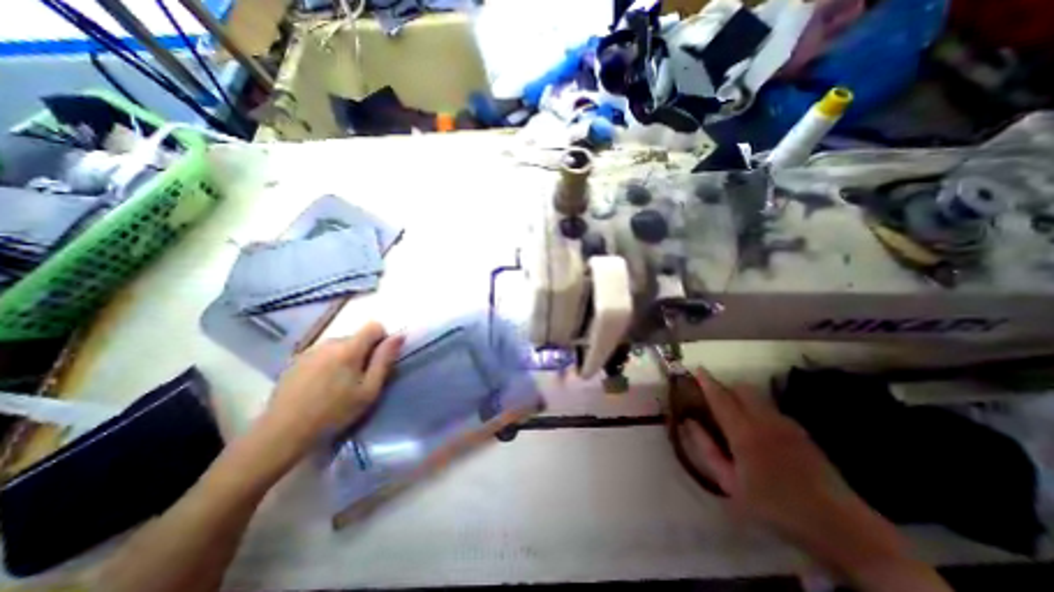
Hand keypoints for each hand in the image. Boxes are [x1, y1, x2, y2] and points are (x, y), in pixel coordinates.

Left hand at [265, 322, 403, 450]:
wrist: (281, 434)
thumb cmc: (334, 413)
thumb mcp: (369, 390)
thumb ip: (384, 360)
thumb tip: (399, 336)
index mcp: (349, 348)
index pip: (374, 326)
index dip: (382, 339)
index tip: (378, 361)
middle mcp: (328, 342)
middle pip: (356, 337)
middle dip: (363, 352)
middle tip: (358, 380)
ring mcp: (309, 350)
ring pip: (339, 346)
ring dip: (345, 358)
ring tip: (338, 385)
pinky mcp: (295, 361)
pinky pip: (322, 354)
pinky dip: (328, 363)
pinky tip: (320, 386)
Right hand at [679, 367, 952, 589]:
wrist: (840, 527)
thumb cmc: (775, 507)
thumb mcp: (730, 484)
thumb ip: (707, 449)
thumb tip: (690, 423)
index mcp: (744, 432)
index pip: (720, 397)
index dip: (707, 381)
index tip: (697, 368)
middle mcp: (765, 420)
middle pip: (742, 388)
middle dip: (726, 387)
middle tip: (713, 398)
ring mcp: (787, 424)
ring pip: (758, 396)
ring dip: (741, 397)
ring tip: (734, 414)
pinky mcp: (802, 431)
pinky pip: (772, 409)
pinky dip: (758, 409)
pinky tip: (758, 431)